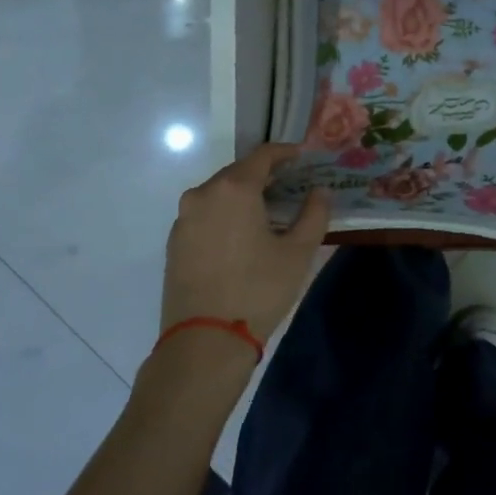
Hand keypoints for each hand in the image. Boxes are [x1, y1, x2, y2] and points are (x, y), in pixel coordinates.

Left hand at [161, 145, 331, 342]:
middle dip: (265, 175)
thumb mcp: (298, 252)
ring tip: (268, 211)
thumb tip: (320, 191)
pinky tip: (241, 234)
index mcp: (234, 189)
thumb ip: (314, 214)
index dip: (285, 152)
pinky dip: (225, 214)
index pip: (263, 155)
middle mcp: (203, 194)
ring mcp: (183, 218)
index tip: (303, 157)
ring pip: (219, 194)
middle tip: (290, 185)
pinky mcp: (175, 242)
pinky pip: (205, 214)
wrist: (205, 341)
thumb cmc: (258, 289)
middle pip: (238, 172)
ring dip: (244, 195)